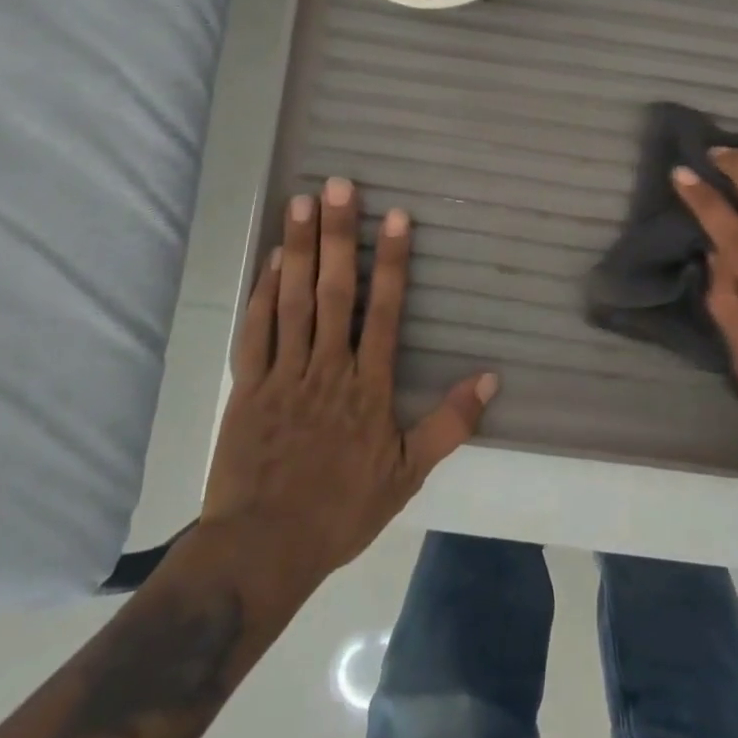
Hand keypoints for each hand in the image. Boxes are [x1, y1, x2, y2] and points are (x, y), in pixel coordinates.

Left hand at [200, 178, 497, 590]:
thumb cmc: (341, 510)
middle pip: (335, 291)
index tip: (394, 216)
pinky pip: (255, 332)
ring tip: (301, 203)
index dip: (391, 260)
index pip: (384, 309)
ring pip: (293, 301)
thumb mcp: (407, 474)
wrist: (262, 551)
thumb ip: (449, 423)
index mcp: (368, 385)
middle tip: (338, 186)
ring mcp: (283, 374)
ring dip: (298, 249)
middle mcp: (328, 367)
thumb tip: (490, 377)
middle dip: (338, 235)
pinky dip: (263, 294)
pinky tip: (271, 261)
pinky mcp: (247, 387)